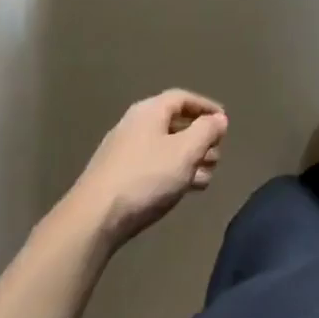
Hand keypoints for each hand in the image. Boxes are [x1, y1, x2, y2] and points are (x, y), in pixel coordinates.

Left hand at [67, 91, 227, 248]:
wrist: (94, 218)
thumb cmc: (146, 177)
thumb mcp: (186, 151)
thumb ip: (206, 131)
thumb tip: (218, 119)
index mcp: (150, 111)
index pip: (183, 98)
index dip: (206, 107)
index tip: (224, 121)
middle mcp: (135, 125)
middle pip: (174, 123)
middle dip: (200, 138)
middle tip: (217, 154)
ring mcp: (124, 151)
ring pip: (165, 147)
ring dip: (189, 158)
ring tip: (207, 176)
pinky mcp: (118, 176)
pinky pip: (153, 166)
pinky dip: (173, 172)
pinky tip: (185, 189)